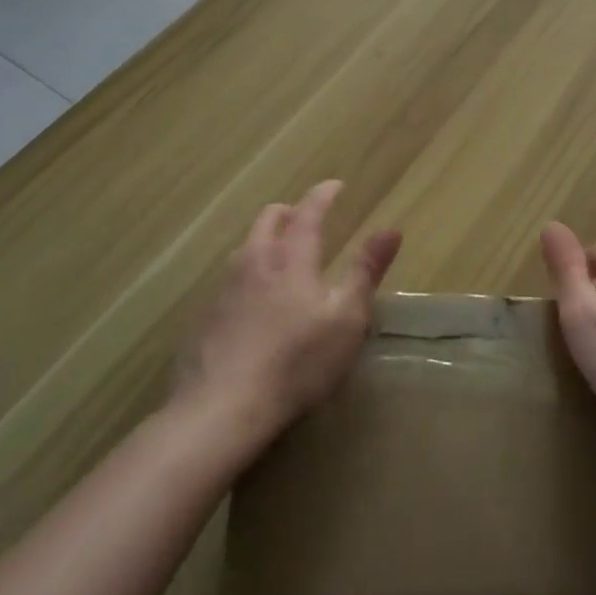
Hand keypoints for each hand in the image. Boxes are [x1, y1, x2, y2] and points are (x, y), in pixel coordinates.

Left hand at [175, 181, 401, 443]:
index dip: (324, 194)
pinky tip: (254, 304)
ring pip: (246, 247)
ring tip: (281, 259)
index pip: (309, 211)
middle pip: (269, 219)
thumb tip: (390, 229)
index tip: (336, 185)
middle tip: (308, 219)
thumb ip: (366, 271)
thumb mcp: (346, 319)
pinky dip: (248, 275)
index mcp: (291, 257)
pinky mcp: (205, 316)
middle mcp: (254, 261)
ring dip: (266, 241)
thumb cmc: (297, 361)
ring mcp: (224, 287)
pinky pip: (230, 279)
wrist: (221, 409)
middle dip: (290, 211)